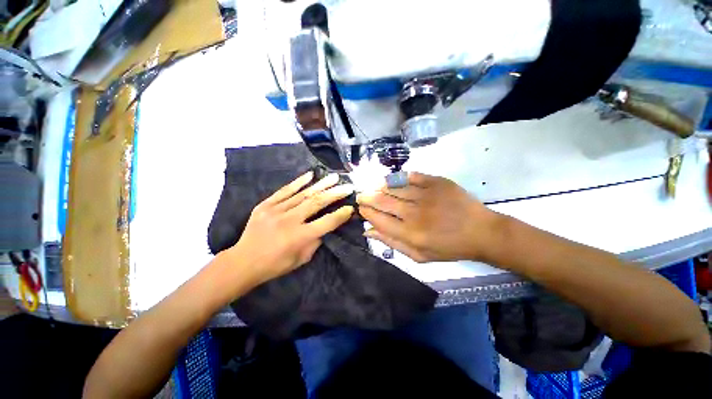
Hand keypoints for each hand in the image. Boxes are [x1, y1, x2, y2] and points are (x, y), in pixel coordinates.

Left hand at [225, 171, 354, 286]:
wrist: (243, 261)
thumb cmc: (276, 264)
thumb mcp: (302, 259)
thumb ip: (316, 241)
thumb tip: (326, 226)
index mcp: (300, 237)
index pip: (327, 222)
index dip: (341, 214)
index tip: (351, 208)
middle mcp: (289, 221)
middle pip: (317, 203)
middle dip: (335, 194)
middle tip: (348, 186)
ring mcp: (276, 210)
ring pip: (303, 194)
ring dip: (321, 185)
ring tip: (334, 177)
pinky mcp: (265, 205)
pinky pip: (285, 190)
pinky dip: (298, 182)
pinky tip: (310, 175)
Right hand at [356, 172, 501, 262]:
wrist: (481, 232)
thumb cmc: (449, 248)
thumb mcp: (419, 256)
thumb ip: (392, 243)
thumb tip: (368, 231)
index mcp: (410, 233)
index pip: (378, 219)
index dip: (366, 212)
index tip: (361, 208)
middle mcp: (414, 213)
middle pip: (382, 201)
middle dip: (367, 197)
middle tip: (361, 195)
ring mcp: (426, 195)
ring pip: (394, 187)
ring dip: (379, 187)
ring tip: (372, 187)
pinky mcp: (436, 182)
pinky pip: (411, 176)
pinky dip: (398, 177)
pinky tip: (391, 180)